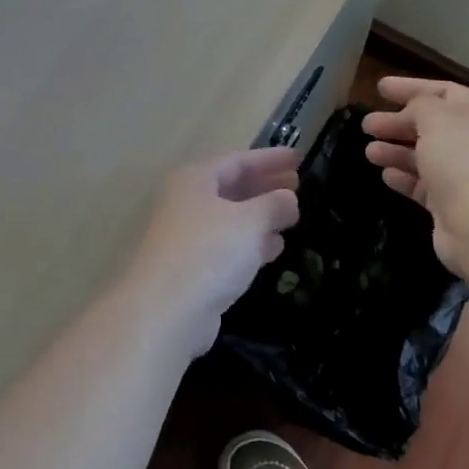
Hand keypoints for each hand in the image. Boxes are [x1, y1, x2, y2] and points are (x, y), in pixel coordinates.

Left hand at [128, 148, 299, 350]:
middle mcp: (188, 202)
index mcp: (195, 179)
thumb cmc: (209, 251)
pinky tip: (274, 248)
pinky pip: (228, 244)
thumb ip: (274, 205)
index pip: (238, 160)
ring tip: (292, 216)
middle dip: (266, 185)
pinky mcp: (194, 267)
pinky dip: (251, 242)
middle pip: (232, 187)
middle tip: (299, 184)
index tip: (300, 158)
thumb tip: (289, 199)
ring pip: (231, 217)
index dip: (270, 158)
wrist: (168, 310)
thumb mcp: (249, 221)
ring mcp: (188, 235)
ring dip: (261, 215)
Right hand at [362, 77, 468, 273]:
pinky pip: (425, 185)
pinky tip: (386, 176)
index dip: (411, 88)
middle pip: (433, 125)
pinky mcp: (454, 205)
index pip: (444, 92)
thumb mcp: (437, 119)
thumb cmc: (464, 162)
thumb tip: (413, 112)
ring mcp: (468, 176)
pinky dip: (405, 177)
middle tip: (367, 125)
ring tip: (369, 152)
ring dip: (396, 151)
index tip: (379, 88)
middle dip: (398, 122)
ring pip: (426, 156)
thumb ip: (420, 105)